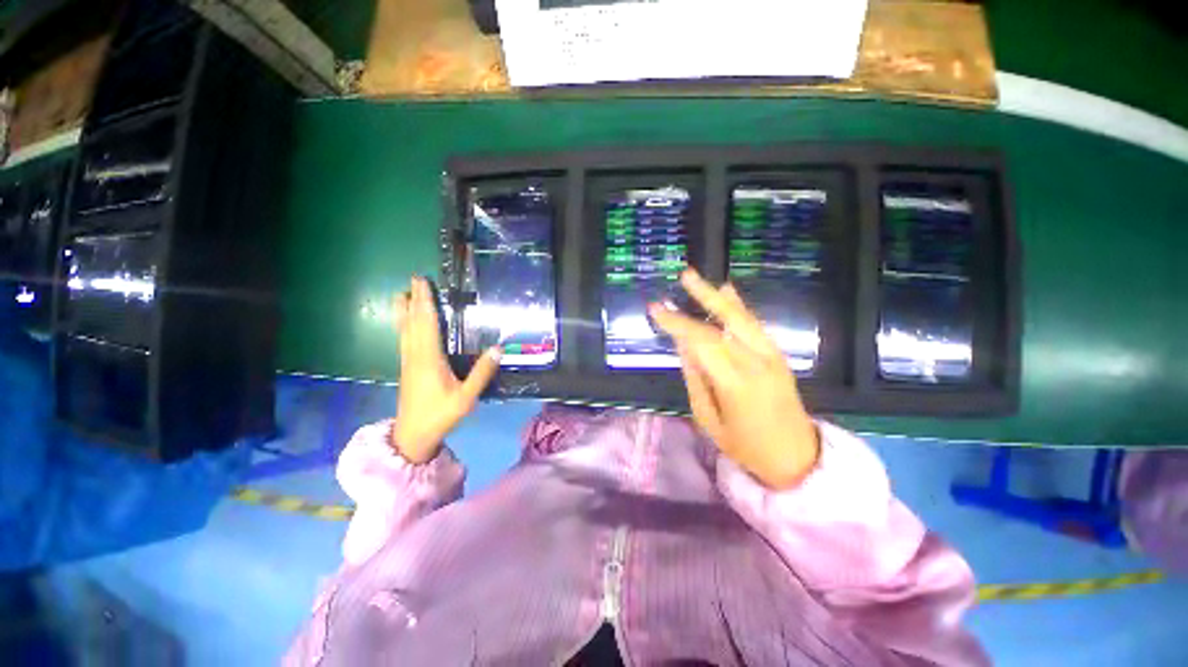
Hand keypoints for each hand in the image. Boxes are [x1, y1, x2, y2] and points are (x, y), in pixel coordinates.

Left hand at [391, 276, 500, 463]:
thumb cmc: (440, 415)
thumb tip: (498, 348)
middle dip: (413, 300)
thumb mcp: (466, 397)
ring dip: (404, 311)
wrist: (412, 436)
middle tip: (414, 280)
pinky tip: (406, 325)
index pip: (426, 324)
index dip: (424, 302)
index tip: (422, 282)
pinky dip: (404, 325)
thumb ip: (482, 373)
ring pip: (404, 330)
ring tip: (403, 294)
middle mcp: (415, 355)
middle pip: (412, 322)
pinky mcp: (407, 368)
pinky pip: (404, 339)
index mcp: (429, 359)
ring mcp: (408, 362)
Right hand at [649, 269, 819, 489]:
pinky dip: (739, 306)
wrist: (796, 457)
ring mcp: (772, 356)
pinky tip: (727, 291)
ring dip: (718, 296)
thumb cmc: (746, 447)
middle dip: (701, 297)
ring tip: (697, 278)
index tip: (655, 309)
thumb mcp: (709, 420)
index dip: (677, 323)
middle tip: (683, 276)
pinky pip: (755, 325)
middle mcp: (757, 363)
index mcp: (736, 383)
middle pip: (724, 322)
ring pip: (742, 318)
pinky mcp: (778, 355)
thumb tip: (683, 346)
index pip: (701, 343)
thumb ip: (695, 379)